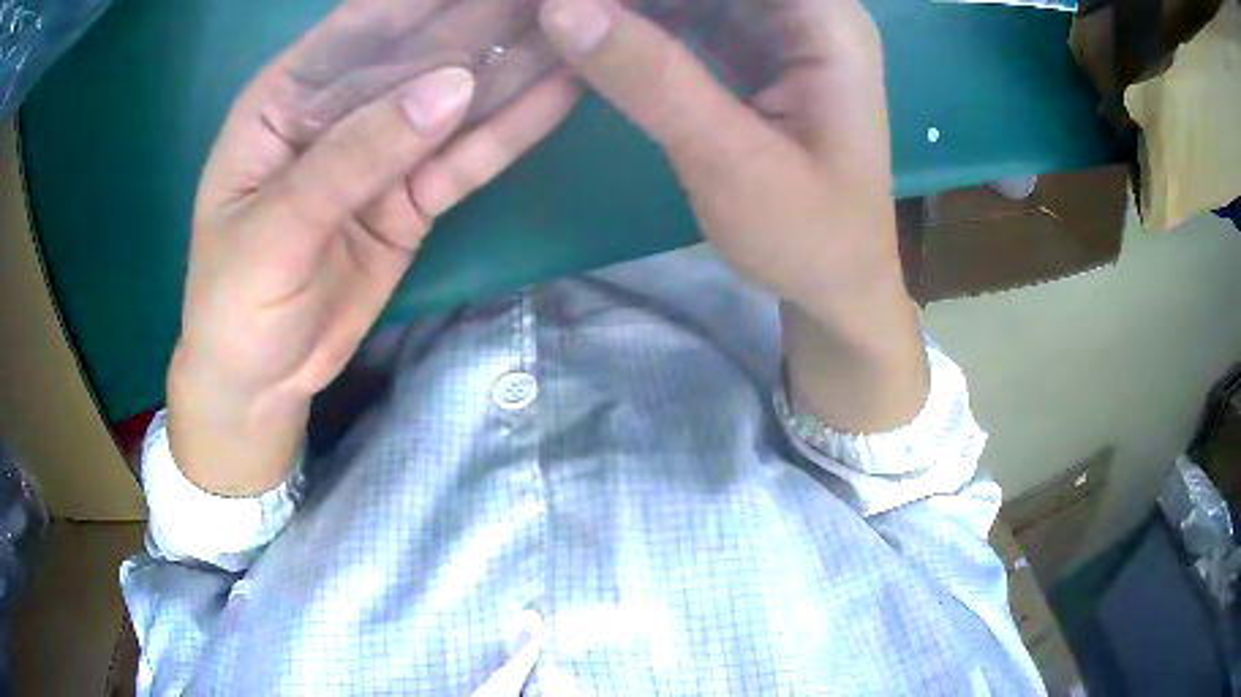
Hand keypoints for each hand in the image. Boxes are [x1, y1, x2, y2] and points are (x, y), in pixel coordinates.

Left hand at [171, 1, 577, 495]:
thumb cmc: (235, 303)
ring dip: (518, 61)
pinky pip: (470, 157)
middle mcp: (340, 110)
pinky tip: (562, 90)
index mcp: (287, 99)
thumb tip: (452, 87)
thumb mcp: (275, 231)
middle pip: (423, 51)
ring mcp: (383, 153)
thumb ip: (353, 157)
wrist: (259, 378)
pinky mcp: (415, 197)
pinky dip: (514, 128)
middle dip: (490, 16)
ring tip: (580, 28)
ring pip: (458, 98)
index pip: (363, 25)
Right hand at [539, 0, 927, 429]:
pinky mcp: (760, 53)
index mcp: (827, 22)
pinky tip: (601, 30)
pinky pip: (694, 14)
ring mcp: (785, 30)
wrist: (838, 287)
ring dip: (636, 3)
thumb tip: (561, 8)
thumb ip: (651, 77)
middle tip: (565, 14)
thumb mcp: (730, 160)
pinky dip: (646, 20)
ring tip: (572, 20)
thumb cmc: (808, 237)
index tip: (578, 3)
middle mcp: (811, 11)